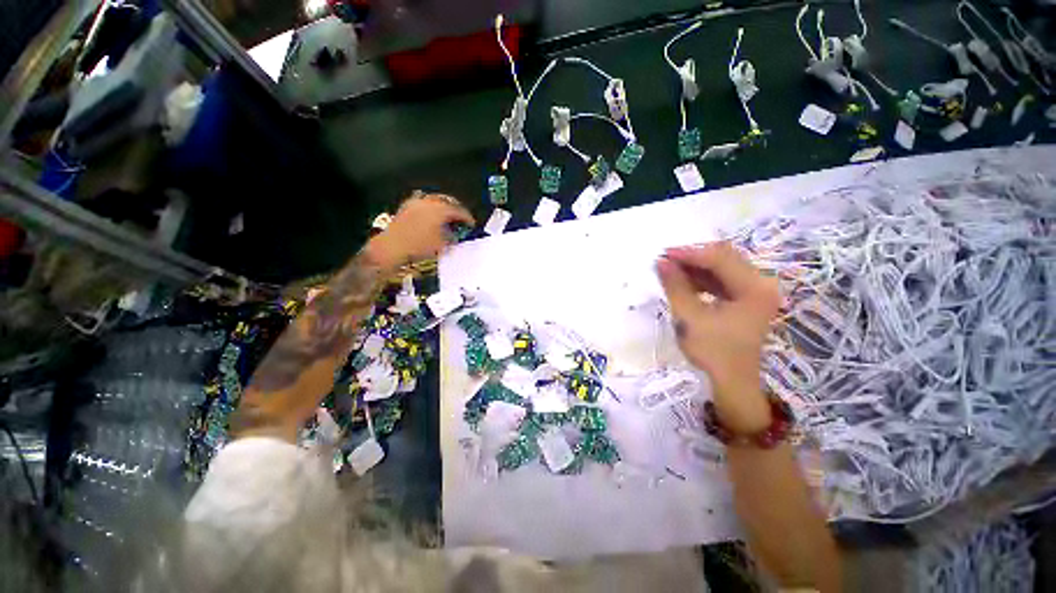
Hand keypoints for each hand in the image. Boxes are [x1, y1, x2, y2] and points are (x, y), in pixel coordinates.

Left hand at [368, 192, 474, 269]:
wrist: (392, 248)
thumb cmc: (418, 247)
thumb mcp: (442, 245)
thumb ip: (453, 238)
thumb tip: (457, 235)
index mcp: (440, 209)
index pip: (459, 210)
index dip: (467, 218)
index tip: (471, 224)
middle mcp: (428, 202)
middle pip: (448, 201)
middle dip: (456, 210)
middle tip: (461, 219)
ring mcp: (415, 202)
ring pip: (435, 200)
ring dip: (444, 208)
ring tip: (448, 218)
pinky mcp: (406, 207)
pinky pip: (424, 203)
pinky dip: (431, 208)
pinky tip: (432, 217)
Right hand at [655, 242, 780, 432]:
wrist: (732, 381)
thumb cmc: (712, 352)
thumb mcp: (689, 317)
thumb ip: (675, 286)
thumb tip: (661, 262)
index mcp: (754, 288)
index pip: (720, 258)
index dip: (689, 253)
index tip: (663, 254)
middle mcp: (761, 283)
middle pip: (724, 258)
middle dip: (692, 257)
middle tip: (665, 260)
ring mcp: (755, 290)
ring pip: (722, 267)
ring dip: (696, 267)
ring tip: (670, 270)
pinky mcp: (747, 298)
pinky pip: (723, 279)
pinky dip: (702, 278)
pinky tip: (684, 281)